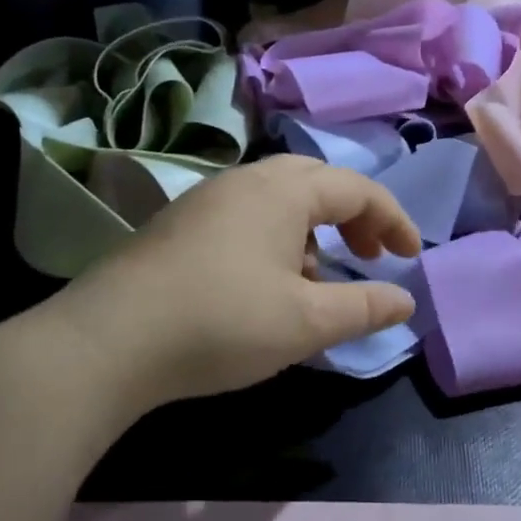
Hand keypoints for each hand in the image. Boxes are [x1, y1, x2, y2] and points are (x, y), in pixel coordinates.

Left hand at [50, 155, 420, 419]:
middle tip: (369, 257)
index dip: (392, 220)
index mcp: (283, 190)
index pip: (356, 189)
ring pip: (279, 200)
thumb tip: (405, 300)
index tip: (411, 258)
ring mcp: (207, 199)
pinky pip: (247, 217)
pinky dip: (276, 240)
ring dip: (313, 231)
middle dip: (353, 218)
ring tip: (317, 280)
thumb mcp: (305, 322)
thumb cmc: (222, 321)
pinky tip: (266, 286)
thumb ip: (363, 308)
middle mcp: (245, 181)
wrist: (109, 340)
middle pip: (317, 183)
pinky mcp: (180, 225)